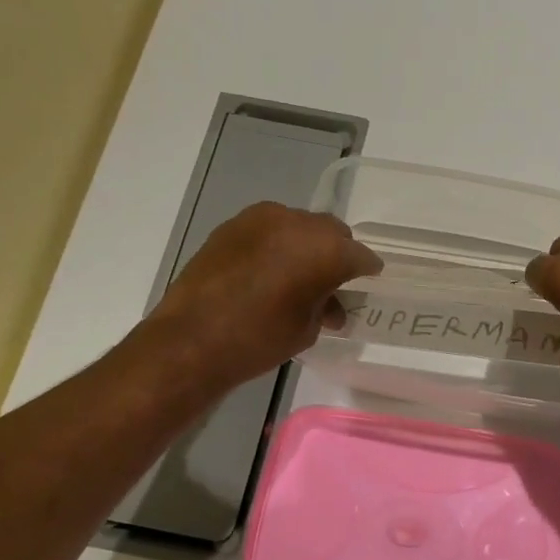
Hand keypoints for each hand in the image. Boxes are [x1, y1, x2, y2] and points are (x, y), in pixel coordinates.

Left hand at [149, 202, 380, 387]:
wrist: (191, 339)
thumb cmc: (260, 339)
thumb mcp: (307, 329)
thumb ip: (325, 306)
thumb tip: (328, 303)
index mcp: (326, 250)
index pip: (360, 256)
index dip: (367, 271)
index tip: (368, 282)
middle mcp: (298, 223)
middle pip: (331, 232)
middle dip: (336, 254)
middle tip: (332, 281)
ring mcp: (261, 219)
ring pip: (298, 226)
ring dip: (305, 247)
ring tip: (296, 278)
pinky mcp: (232, 225)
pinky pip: (268, 229)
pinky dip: (276, 245)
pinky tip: (268, 272)